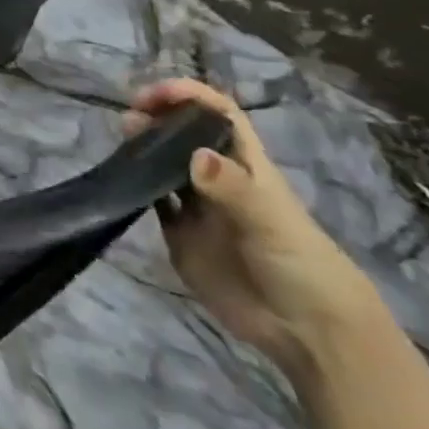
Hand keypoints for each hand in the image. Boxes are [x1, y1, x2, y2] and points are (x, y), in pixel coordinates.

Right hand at [127, 79, 383, 377]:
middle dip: (157, 118)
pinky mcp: (179, 234)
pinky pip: (152, 200)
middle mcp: (218, 179)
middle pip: (184, 134)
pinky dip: (134, 185)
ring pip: (163, 163)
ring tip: (121, 141)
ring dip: (142, 147)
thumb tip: (194, 154)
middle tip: (130, 118)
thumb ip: (233, 190)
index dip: (189, 96)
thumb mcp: (272, 224)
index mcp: (246, 166)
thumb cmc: (302, 267)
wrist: (308, 334)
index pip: (218, 115)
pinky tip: (119, 180)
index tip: (154, 94)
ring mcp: (197, 207)